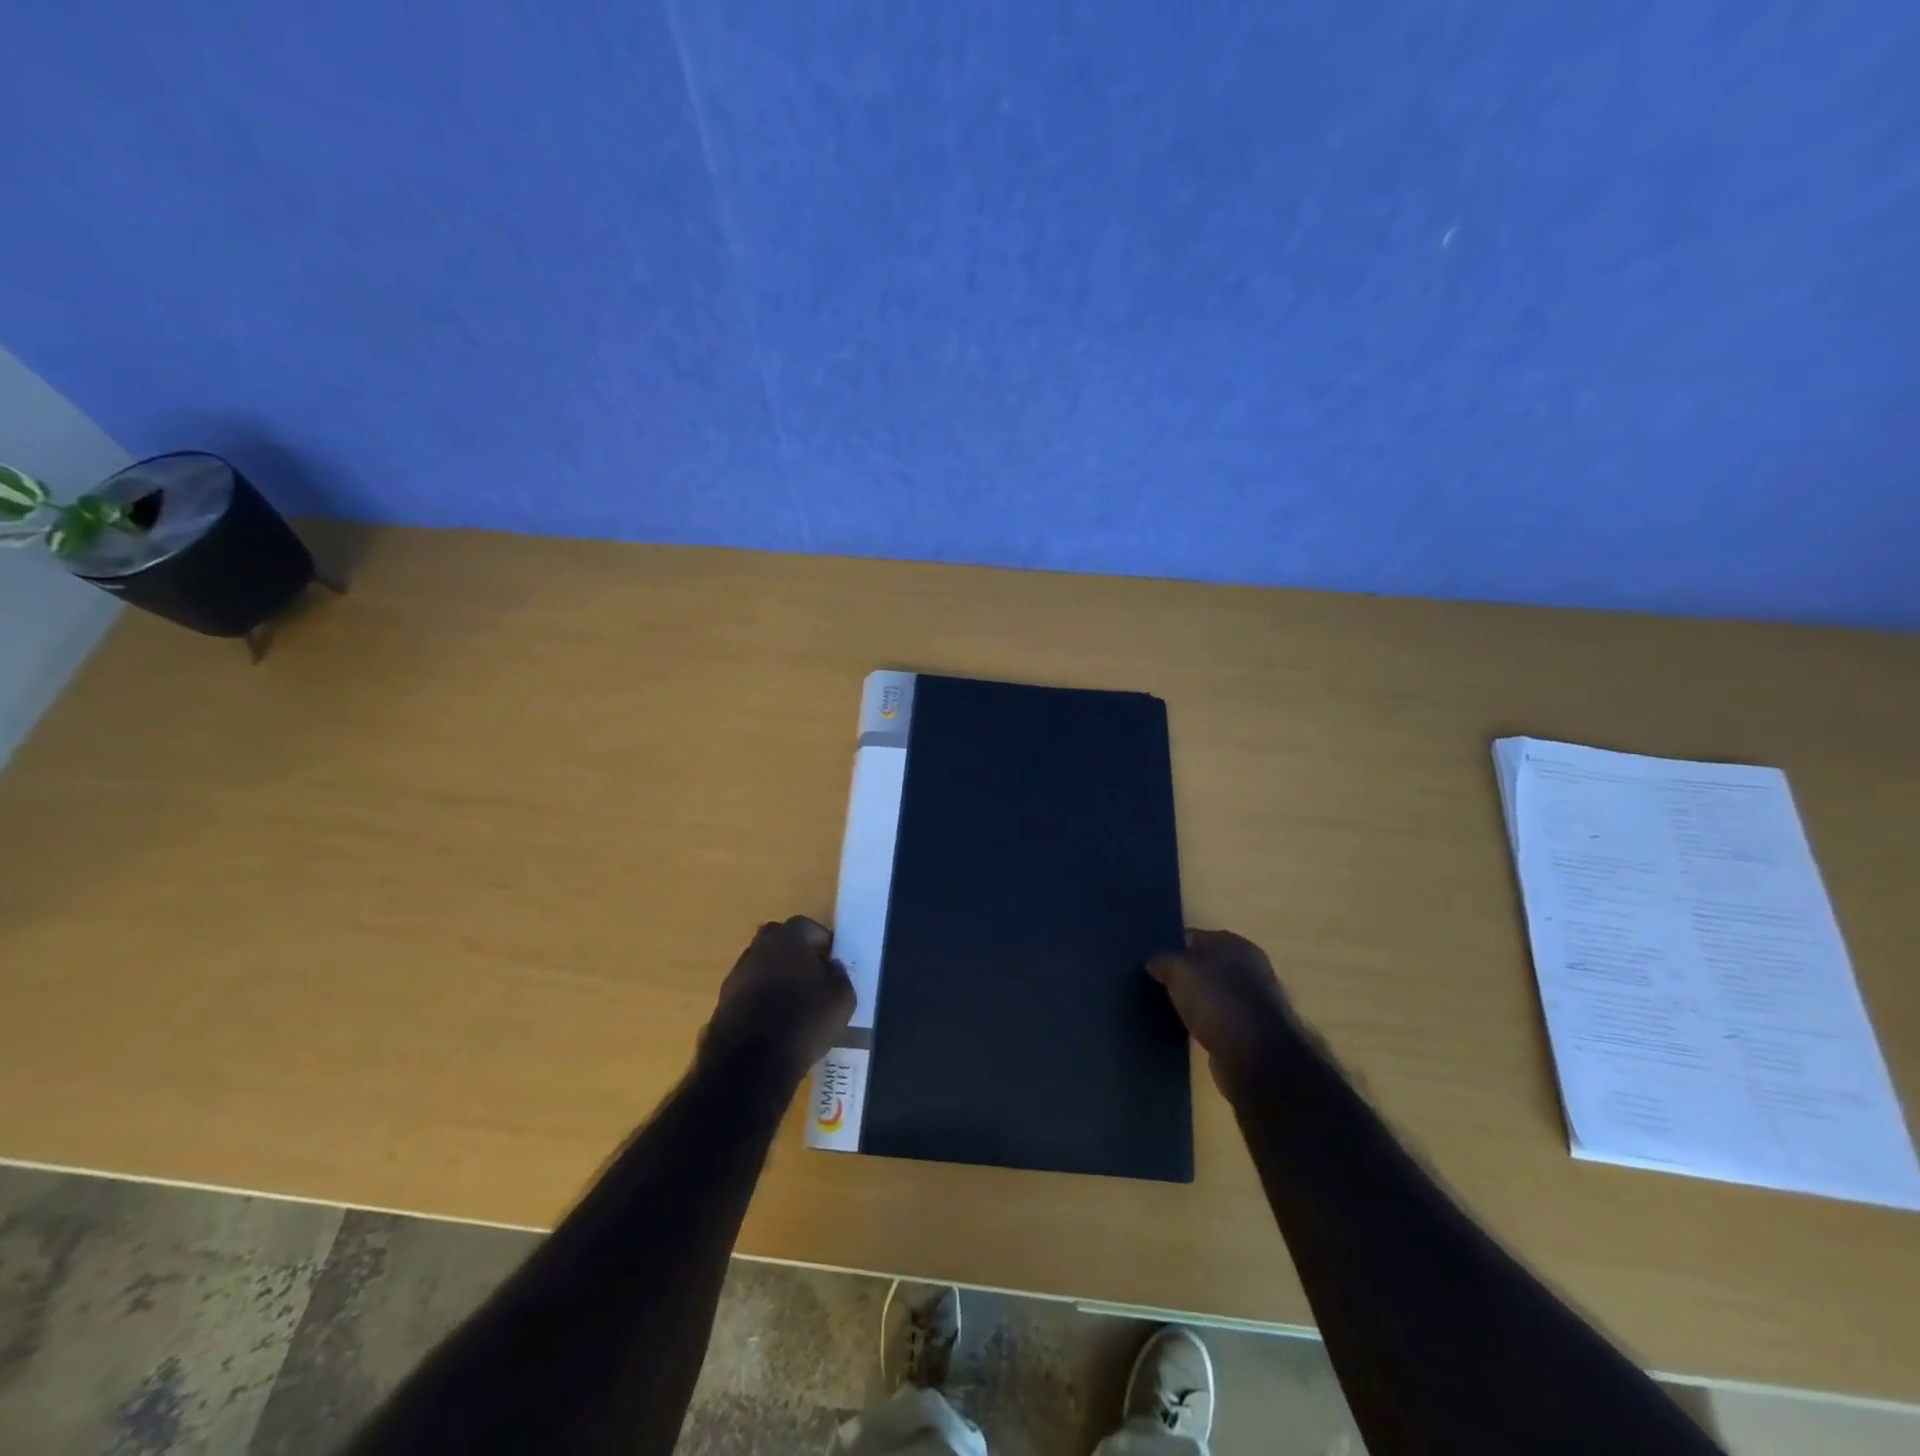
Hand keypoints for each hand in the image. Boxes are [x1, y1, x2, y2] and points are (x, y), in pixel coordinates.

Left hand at [704, 916, 855, 1079]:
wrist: (751, 1063)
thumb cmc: (804, 1020)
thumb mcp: (842, 998)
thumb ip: (840, 975)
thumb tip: (832, 967)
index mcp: (789, 938)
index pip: (809, 927)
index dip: (824, 943)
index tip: (833, 962)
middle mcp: (759, 947)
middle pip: (779, 939)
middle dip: (796, 952)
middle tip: (812, 975)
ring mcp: (737, 974)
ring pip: (762, 964)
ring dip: (776, 974)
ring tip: (794, 1001)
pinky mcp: (723, 1000)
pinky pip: (750, 989)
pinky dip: (761, 997)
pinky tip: (774, 1019)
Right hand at [1149, 929, 1302, 1092]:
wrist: (1256, 1055)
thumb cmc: (1216, 999)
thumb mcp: (1179, 970)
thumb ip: (1164, 962)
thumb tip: (1154, 964)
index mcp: (1234, 944)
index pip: (1194, 936)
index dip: (1171, 946)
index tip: (1149, 960)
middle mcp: (1248, 967)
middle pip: (1205, 965)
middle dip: (1183, 974)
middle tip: (1155, 984)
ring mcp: (1252, 999)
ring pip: (1212, 993)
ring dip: (1194, 1000)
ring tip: (1167, 1008)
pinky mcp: (1251, 1030)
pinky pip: (1219, 1018)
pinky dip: (1204, 1022)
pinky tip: (1186, 1029)